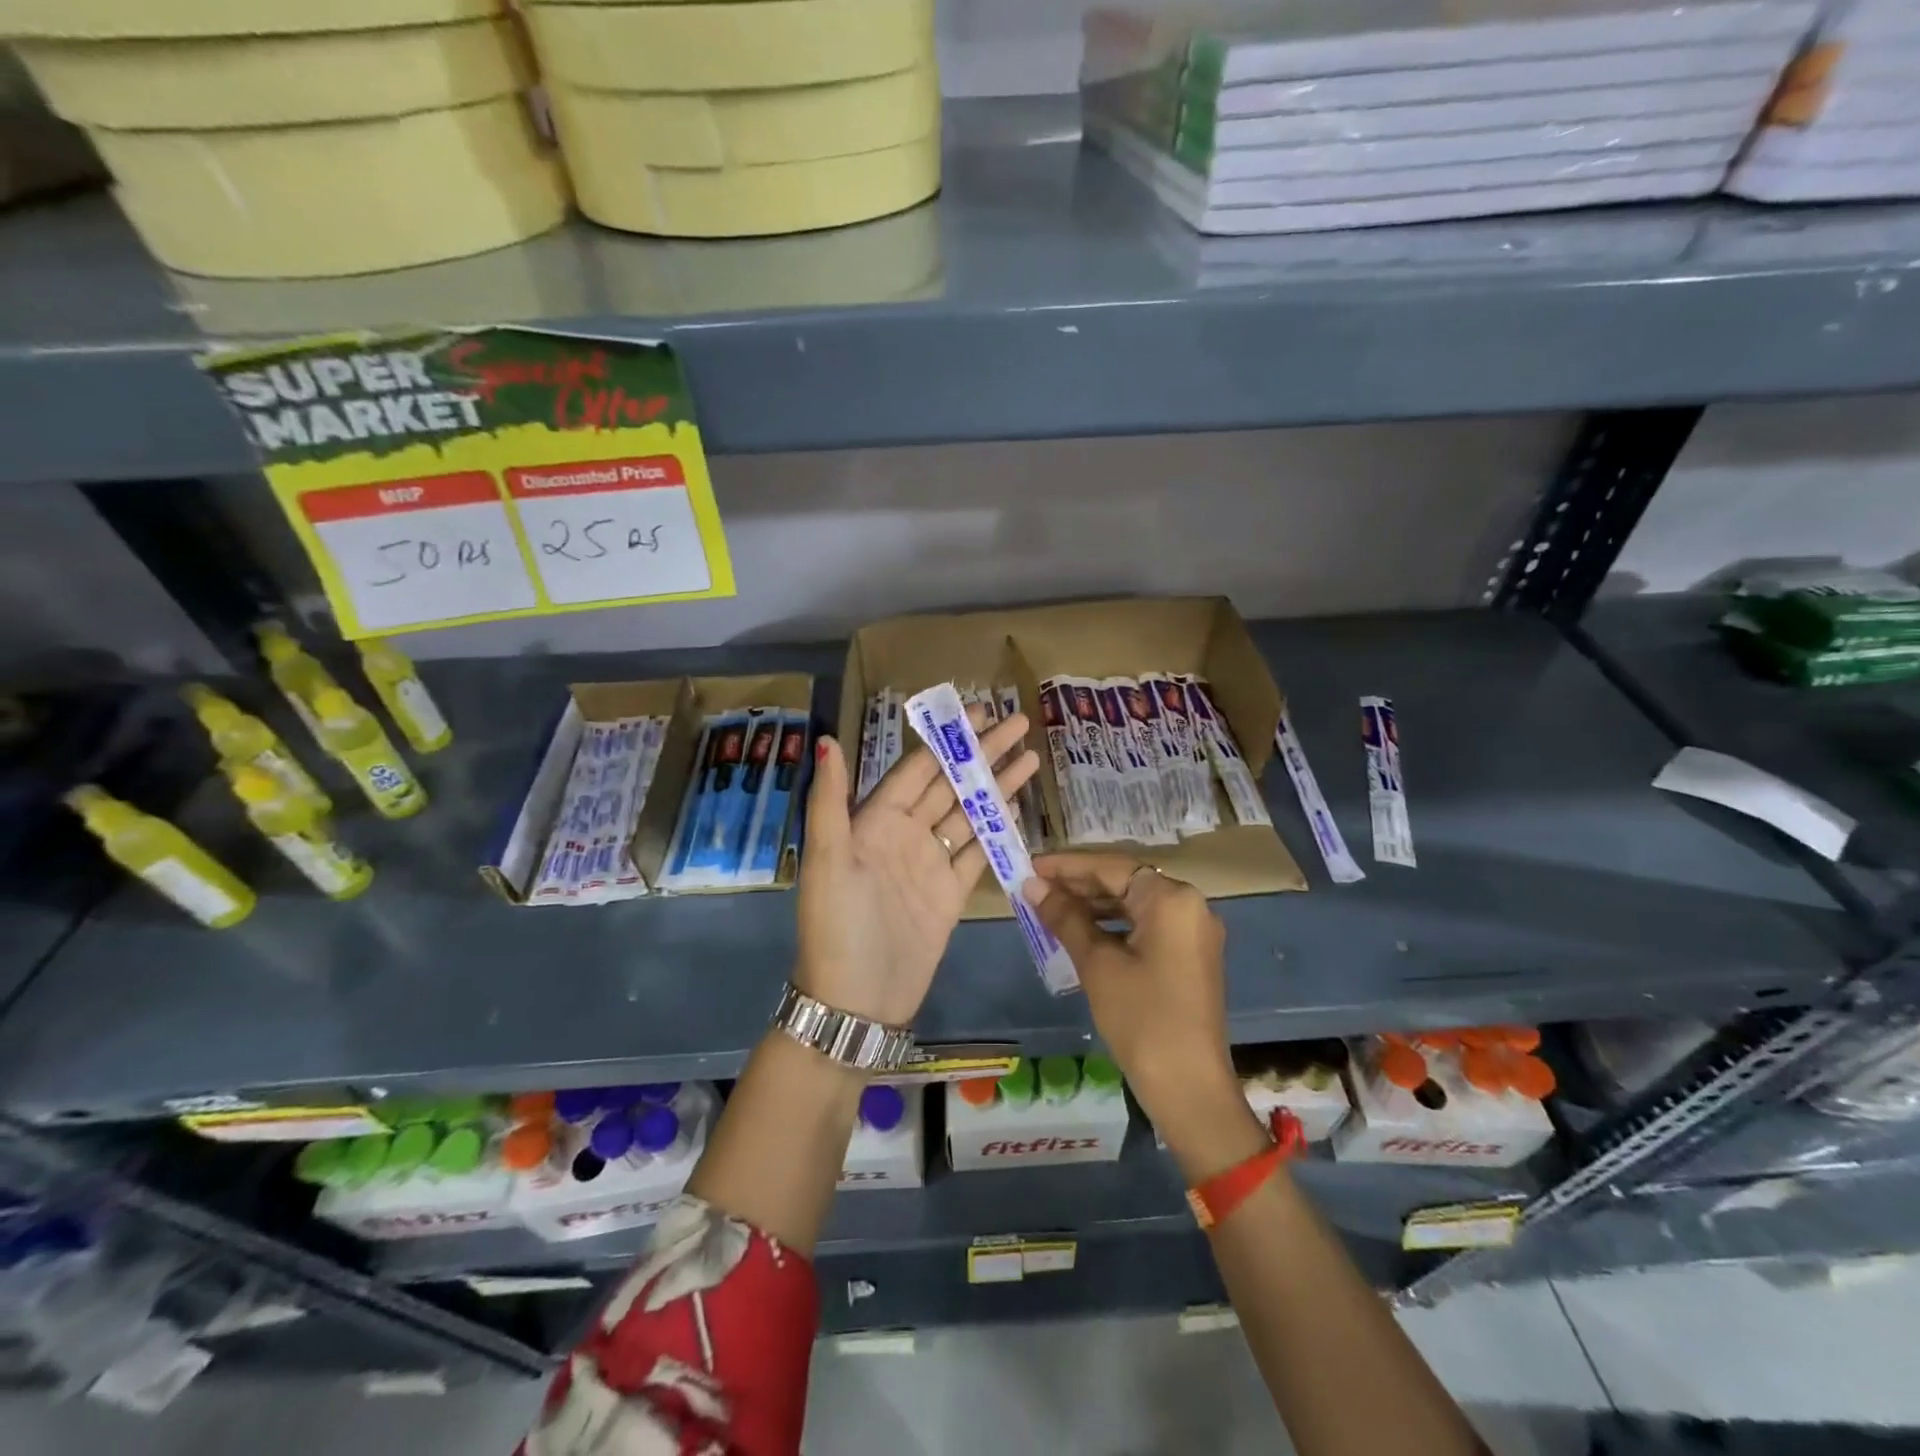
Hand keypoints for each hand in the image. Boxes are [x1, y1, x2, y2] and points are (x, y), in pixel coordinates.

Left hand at [796, 709, 1038, 1028]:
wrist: (857, 1002)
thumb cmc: (838, 926)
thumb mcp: (828, 860)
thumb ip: (830, 800)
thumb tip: (829, 739)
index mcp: (875, 820)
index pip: (918, 768)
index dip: (948, 741)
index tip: (980, 713)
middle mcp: (905, 834)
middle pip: (950, 784)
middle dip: (983, 754)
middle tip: (1019, 723)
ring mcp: (930, 864)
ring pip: (969, 814)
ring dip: (997, 786)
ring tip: (1031, 758)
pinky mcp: (951, 894)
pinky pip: (978, 853)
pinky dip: (997, 830)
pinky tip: (1018, 808)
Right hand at [1023, 854, 1263, 1179]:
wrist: (1189, 1088)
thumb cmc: (1141, 1018)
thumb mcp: (1097, 964)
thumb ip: (1065, 917)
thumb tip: (1032, 885)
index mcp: (1171, 899)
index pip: (1111, 867)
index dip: (1068, 866)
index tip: (1031, 865)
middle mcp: (1190, 905)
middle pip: (1125, 881)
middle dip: (1079, 884)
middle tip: (1035, 887)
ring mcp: (1193, 932)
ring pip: (1134, 903)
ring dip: (1094, 905)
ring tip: (1050, 907)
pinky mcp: (1190, 955)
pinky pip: (1146, 925)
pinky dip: (1114, 925)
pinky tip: (1081, 932)